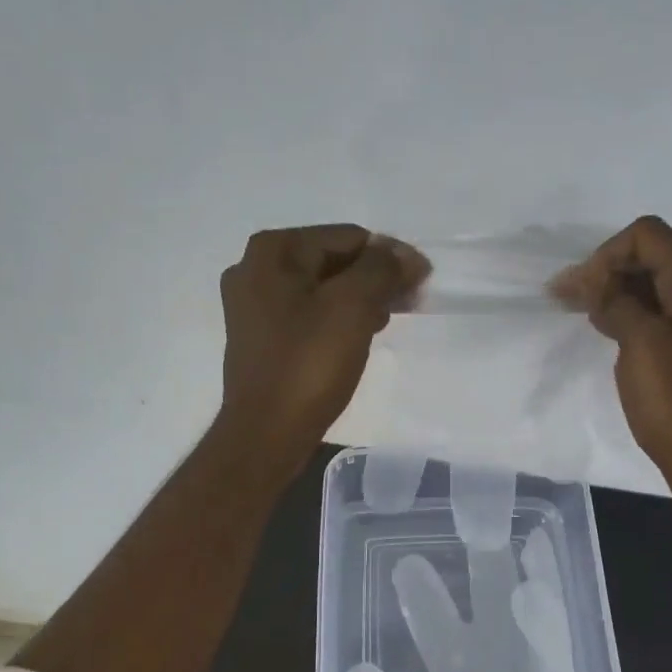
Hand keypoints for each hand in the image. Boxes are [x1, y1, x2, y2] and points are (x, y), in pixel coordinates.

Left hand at [217, 224, 428, 477]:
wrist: (266, 434)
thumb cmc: (309, 365)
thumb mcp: (353, 307)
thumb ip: (383, 270)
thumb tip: (407, 256)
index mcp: (273, 251)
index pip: (348, 237)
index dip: (390, 258)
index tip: (420, 285)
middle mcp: (254, 269)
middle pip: (332, 260)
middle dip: (373, 279)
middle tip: (407, 305)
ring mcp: (252, 306)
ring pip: (320, 289)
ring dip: (357, 300)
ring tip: (384, 325)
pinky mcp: (259, 338)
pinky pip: (306, 315)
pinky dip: (335, 320)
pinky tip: (356, 340)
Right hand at [552, 216, 671, 516]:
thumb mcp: (641, 344)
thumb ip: (617, 301)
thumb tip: (596, 280)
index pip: (648, 236)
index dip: (606, 255)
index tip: (579, 292)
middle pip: (655, 258)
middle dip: (609, 272)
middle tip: (567, 300)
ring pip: (660, 288)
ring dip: (620, 294)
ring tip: (585, 316)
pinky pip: (669, 315)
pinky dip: (638, 316)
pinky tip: (615, 335)